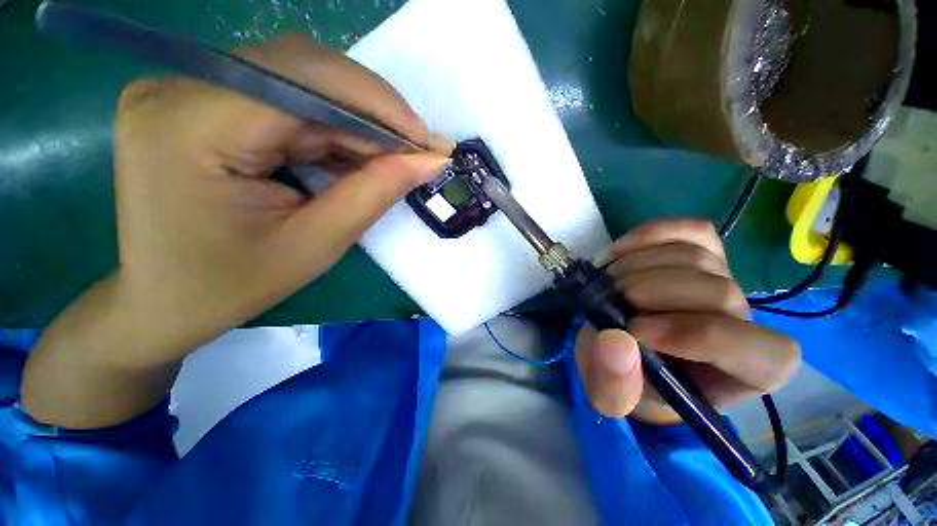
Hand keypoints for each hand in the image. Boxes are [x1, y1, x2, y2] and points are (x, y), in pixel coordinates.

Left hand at [22, 36, 450, 427]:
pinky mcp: (211, 101)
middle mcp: (188, 85)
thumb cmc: (228, 287)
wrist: (159, 300)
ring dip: (361, 125)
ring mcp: (195, 86)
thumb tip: (424, 161)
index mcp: (195, 121)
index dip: (382, 112)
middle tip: (421, 151)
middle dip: (377, 115)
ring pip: (307, 84)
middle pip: (310, 75)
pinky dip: (339, 129)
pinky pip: (295, 101)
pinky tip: (356, 159)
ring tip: (394, 162)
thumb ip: (373, 191)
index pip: (310, 88)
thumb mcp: (314, 242)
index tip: (429, 141)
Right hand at [574, 219, 800, 424]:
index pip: (756, 349)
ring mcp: (726, 277)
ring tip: (606, 284)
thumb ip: (613, 385)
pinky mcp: (704, 250)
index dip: (695, 335)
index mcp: (745, 371)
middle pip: (718, 291)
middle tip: (607, 300)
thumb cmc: (627, 377)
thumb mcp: (611, 395)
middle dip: (649, 292)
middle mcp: (747, 320)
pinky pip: (688, 230)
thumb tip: (616, 341)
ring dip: (635, 266)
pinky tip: (617, 254)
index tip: (634, 330)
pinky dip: (647, 236)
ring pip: (696, 257)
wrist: (623, 346)